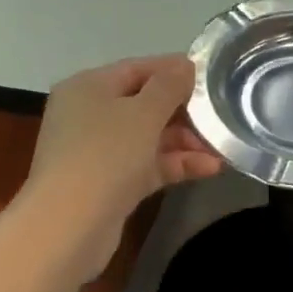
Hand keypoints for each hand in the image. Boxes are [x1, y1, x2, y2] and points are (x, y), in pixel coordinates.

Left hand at [20, 55, 223, 279]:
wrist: (70, 225)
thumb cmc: (105, 154)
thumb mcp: (143, 112)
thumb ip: (169, 86)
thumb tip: (185, 66)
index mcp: (87, 87)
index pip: (136, 69)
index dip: (174, 69)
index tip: (211, 74)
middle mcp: (88, 115)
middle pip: (143, 104)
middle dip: (184, 110)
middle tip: (222, 113)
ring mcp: (97, 152)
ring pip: (148, 138)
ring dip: (185, 141)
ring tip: (222, 145)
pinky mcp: (108, 185)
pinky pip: (147, 165)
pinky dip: (174, 164)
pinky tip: (210, 167)